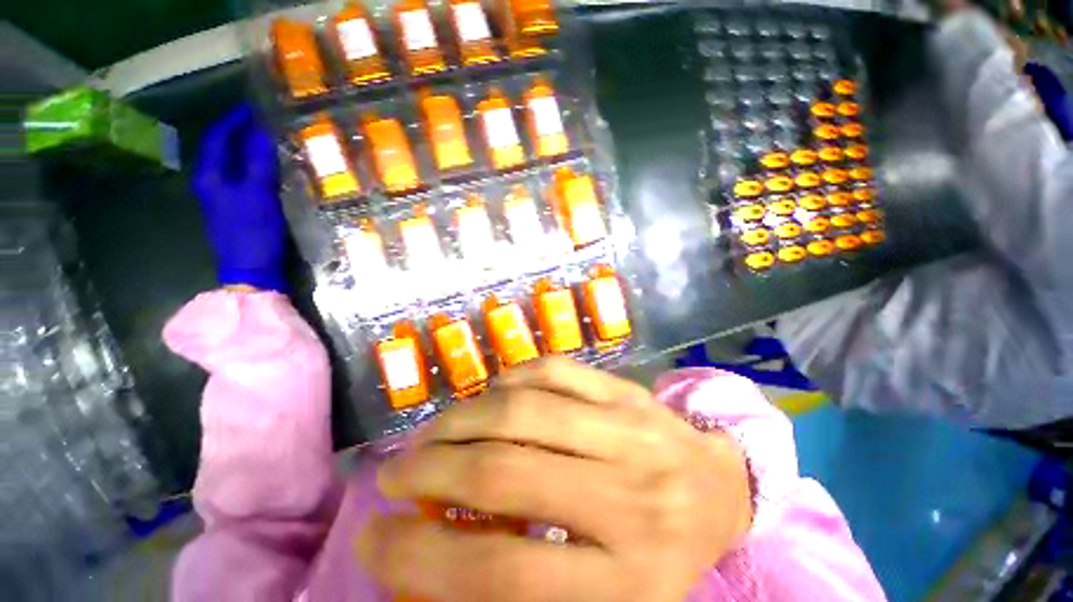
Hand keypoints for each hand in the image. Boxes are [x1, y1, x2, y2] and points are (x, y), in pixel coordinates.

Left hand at [193, 104, 286, 291]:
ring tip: (268, 143)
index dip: (233, 120)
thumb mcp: (258, 193)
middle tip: (262, 123)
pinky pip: (241, 179)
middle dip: (239, 134)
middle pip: (221, 149)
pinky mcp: (234, 209)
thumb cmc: (252, 230)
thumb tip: (262, 130)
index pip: (218, 137)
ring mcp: (221, 197)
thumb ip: (258, 161)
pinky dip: (253, 168)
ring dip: (247, 151)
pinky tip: (268, 170)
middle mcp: (210, 182)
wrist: (251, 268)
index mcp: (209, 175)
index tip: (253, 108)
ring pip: (231, 164)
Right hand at [359, 357, 752, 601]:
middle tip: (395, 471)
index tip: (372, 539)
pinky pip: (553, 372)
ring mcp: (628, 430)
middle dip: (431, 470)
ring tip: (433, 432)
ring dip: (462, 420)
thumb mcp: (604, 597)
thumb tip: (436, 561)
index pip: (498, 574)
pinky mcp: (625, 390)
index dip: (418, 560)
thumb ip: (523, 580)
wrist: (721, 489)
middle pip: (504, 474)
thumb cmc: (660, 553)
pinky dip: (510, 381)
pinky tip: (494, 396)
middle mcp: (626, 498)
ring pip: (524, 411)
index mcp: (623, 580)